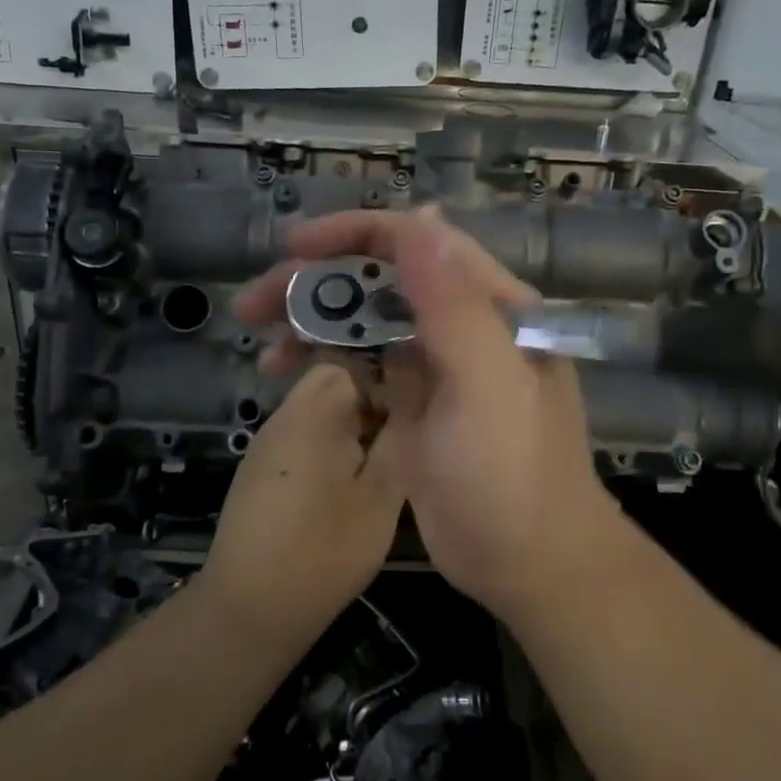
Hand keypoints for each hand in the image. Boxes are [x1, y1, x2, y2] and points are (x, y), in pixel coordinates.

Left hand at [205, 363, 406, 634]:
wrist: (250, 610)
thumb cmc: (323, 550)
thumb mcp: (381, 496)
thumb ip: (400, 437)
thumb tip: (413, 395)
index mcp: (312, 412)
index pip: (349, 361)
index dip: (385, 379)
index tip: (411, 413)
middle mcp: (282, 418)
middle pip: (332, 385)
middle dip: (370, 405)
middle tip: (400, 442)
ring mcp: (266, 446)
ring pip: (319, 414)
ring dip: (351, 430)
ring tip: (380, 466)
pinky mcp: (260, 473)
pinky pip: (303, 441)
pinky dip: (329, 451)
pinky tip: (347, 489)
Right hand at [233, 208, 619, 621]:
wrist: (528, 562)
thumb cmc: (513, 472)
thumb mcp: (487, 383)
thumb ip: (454, 302)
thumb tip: (422, 218)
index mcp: (490, 307)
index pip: (416, 244)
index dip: (352, 235)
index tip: (292, 249)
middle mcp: (462, 327)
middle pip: (380, 282)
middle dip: (314, 285)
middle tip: (252, 305)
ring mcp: (435, 368)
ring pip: (365, 325)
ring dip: (311, 326)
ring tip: (262, 348)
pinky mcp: (413, 407)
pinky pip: (362, 368)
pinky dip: (325, 363)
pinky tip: (286, 373)